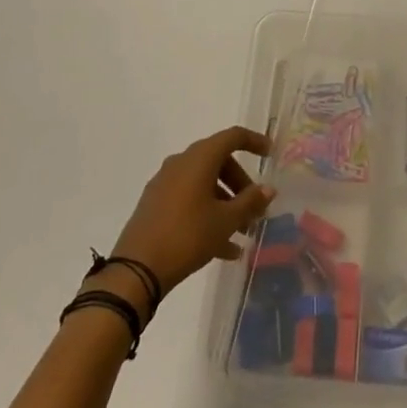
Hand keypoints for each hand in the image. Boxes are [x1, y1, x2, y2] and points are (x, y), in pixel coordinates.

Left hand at [111, 126, 273, 298]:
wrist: (136, 270)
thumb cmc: (187, 236)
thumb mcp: (225, 221)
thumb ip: (250, 202)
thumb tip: (268, 189)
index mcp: (199, 158)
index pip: (232, 137)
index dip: (254, 142)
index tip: (270, 155)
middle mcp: (181, 163)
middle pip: (219, 162)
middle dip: (240, 185)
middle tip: (255, 209)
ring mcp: (165, 183)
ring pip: (204, 184)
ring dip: (225, 204)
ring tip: (242, 234)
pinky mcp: (155, 204)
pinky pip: (189, 200)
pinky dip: (207, 215)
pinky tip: (223, 249)